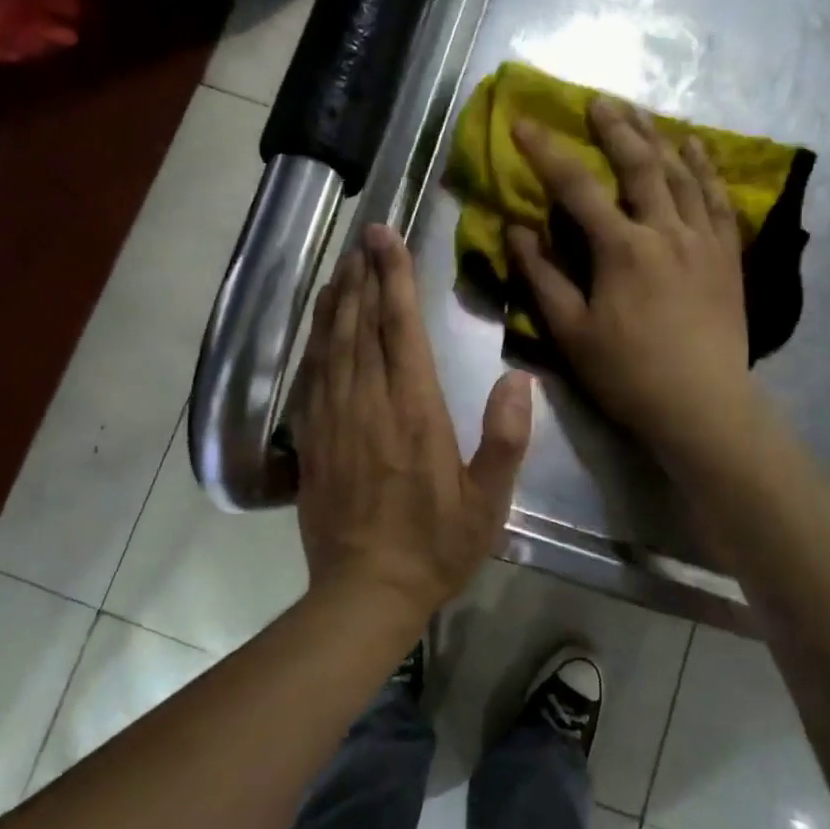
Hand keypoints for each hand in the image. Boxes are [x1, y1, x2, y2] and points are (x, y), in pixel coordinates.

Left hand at [294, 223, 533, 617]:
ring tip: (343, 265)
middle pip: (362, 324)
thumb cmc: (434, 546)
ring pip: (332, 343)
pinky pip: (312, 375)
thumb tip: (518, 379)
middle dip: (364, 275)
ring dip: (337, 300)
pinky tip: (319, 323)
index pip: (401, 329)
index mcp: (415, 411)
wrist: (364, 592)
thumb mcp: (487, 501)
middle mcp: (369, 403)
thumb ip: (504, 438)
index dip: (394, 278)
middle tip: (364, 236)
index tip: (387, 238)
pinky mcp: (313, 437)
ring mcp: (333, 418)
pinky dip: (315, 339)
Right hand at [507, 99, 763, 476]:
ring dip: (657, 137)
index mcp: (621, 249)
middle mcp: (665, 231)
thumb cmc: (628, 374)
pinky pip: (718, 199)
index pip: (576, 186)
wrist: (703, 405)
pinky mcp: (728, 255)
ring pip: (681, 173)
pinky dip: (705, 168)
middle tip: (597, 101)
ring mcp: (703, 240)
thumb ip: (542, 276)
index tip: (523, 123)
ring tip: (639, 112)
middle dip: (614, 128)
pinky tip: (695, 147)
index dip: (546, 151)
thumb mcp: (571, 331)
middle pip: (638, 165)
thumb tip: (515, 229)